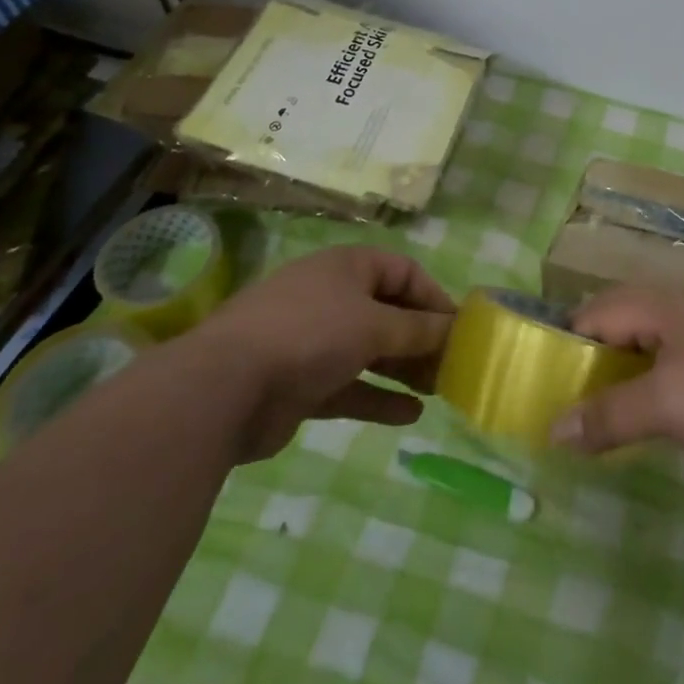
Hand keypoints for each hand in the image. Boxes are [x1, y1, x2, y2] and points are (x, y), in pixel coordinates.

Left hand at [195, 243, 455, 460]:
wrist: (223, 389)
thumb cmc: (309, 335)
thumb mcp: (374, 325)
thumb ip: (418, 329)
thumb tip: (455, 328)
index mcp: (347, 267)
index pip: (404, 272)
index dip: (434, 297)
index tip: (460, 329)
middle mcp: (331, 297)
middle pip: (388, 312)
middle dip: (421, 338)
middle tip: (453, 365)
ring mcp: (313, 341)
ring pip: (371, 351)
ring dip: (403, 368)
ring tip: (438, 389)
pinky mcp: (301, 384)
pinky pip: (350, 387)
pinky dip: (378, 398)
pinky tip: (410, 416)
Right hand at [550, 288, 683, 497]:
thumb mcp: (663, 405)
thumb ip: (605, 415)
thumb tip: (551, 430)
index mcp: (665, 304)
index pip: (599, 310)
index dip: (569, 341)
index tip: (545, 380)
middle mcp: (683, 310)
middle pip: (621, 320)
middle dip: (591, 354)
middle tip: (566, 395)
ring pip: (647, 344)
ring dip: (619, 372)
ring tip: (596, 408)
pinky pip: (670, 367)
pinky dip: (647, 385)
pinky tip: (643, 415)